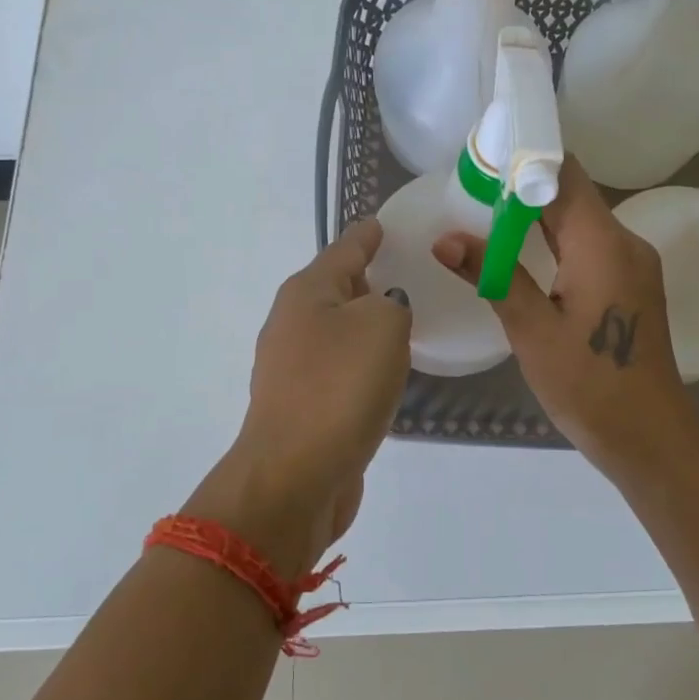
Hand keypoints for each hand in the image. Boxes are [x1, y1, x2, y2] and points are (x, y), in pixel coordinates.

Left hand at [188, 222, 410, 576]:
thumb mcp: (381, 326)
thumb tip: (384, 310)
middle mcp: (292, 324)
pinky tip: (384, 372)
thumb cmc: (340, 388)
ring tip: (402, 320)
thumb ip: (392, 303)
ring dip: (365, 325)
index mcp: (307, 293)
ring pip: (337, 332)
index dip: (366, 235)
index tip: (381, 223)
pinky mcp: (302, 407)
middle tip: (406, 272)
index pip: (344, 249)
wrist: (296, 476)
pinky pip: (339, 369)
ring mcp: (292, 369)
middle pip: (335, 289)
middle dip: (367, 279)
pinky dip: (361, 363)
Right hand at [433, 157, 698, 478]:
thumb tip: (445, 239)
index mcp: (603, 243)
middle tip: (470, 189)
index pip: (564, 175)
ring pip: (580, 221)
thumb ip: (493, 275)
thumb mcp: (532, 330)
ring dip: (536, 216)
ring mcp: (632, 265)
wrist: (649, 437)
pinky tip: (520, 255)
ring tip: (484, 216)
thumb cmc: (589, 385)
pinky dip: (554, 242)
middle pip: (572, 194)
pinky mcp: (630, 286)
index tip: (481, 160)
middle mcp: (625, 242)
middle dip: (523, 187)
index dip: (524, 159)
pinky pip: (589, 247)